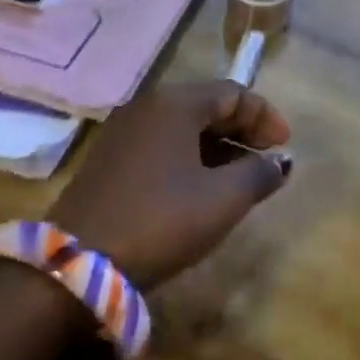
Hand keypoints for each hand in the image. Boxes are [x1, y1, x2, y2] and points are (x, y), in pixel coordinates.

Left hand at [48, 81, 292, 291]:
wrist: (75, 265)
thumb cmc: (160, 220)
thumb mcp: (222, 200)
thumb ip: (259, 174)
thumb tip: (280, 162)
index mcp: (175, 104)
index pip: (233, 93)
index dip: (265, 116)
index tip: (285, 146)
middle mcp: (147, 107)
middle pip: (207, 106)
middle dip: (242, 130)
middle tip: (266, 159)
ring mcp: (122, 133)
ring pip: (183, 127)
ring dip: (218, 146)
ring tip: (240, 177)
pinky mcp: (108, 161)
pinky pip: (162, 145)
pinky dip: (190, 157)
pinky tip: (201, 188)